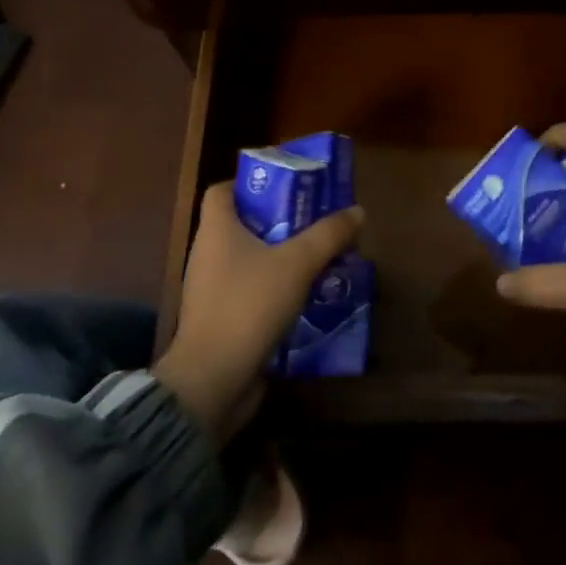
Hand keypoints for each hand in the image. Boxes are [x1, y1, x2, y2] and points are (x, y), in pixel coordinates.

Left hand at [154, 182, 362, 439]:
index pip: (222, 190)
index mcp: (216, 230)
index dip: (251, 183)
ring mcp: (212, 290)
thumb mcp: (297, 264)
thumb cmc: (249, 306)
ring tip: (321, 257)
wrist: (213, 381)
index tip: (287, 186)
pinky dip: (277, 289)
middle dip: (281, 221)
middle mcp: (208, 254)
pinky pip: (251, 293)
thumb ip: (328, 235)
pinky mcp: (221, 321)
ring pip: (251, 260)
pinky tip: (308, 295)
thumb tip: (357, 210)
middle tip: (317, 220)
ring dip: (283, 257)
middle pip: (243, 224)